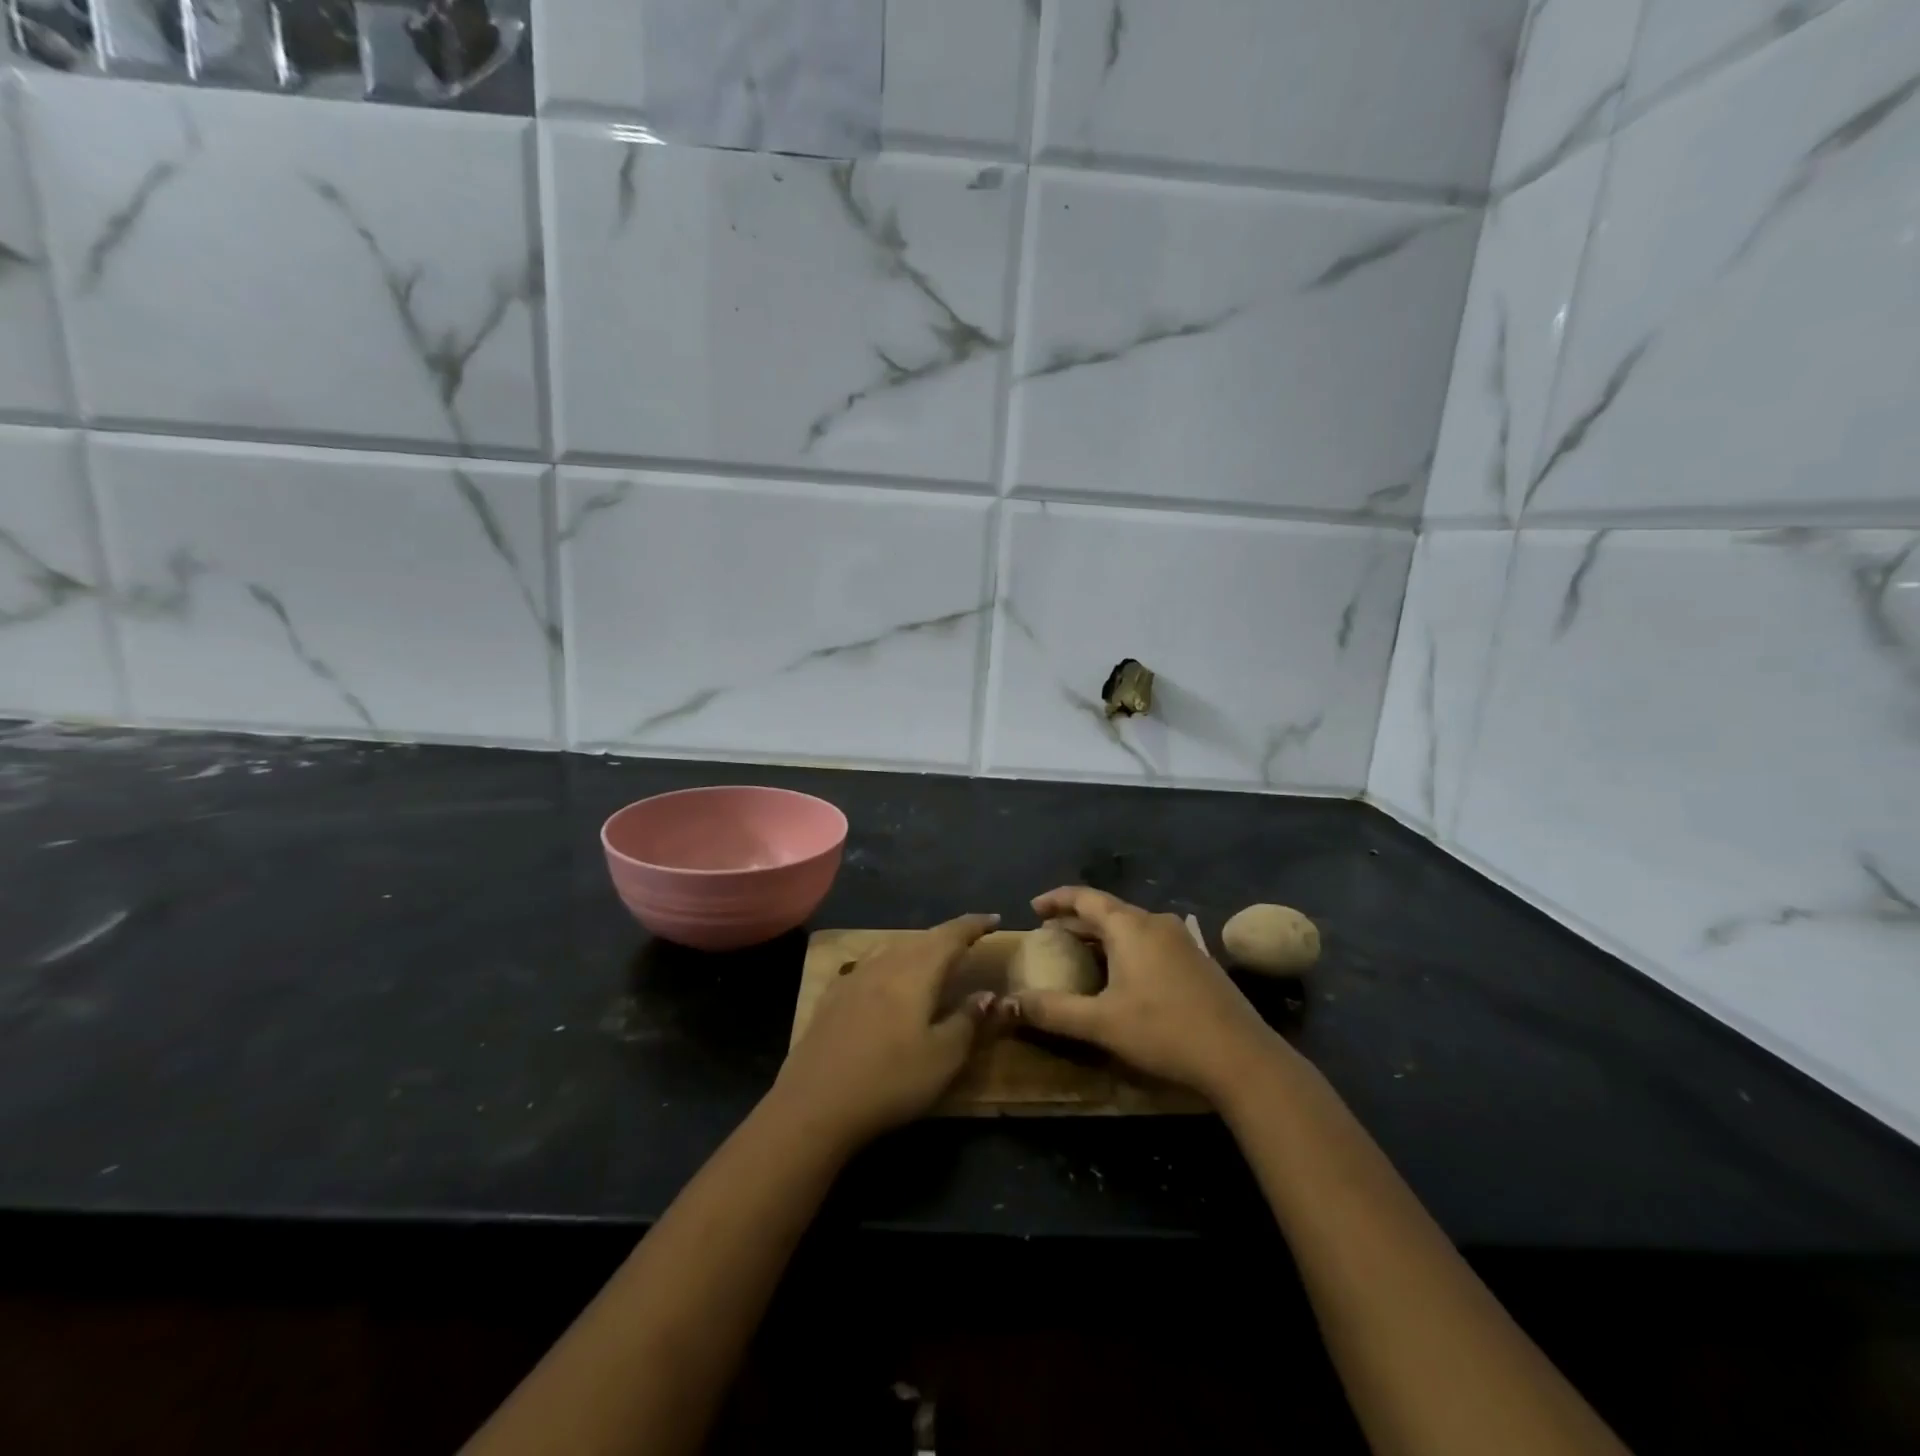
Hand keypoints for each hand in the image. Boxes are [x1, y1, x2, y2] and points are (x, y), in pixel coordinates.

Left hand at [771, 914, 1001, 1149]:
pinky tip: (884, 976)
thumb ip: (968, 1021)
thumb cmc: (890, 1080)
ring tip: (931, 955)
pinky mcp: (832, 997)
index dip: (974, 925)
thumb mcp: (943, 1058)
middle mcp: (885, 964)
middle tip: (969, 939)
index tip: (994, 919)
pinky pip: (869, 964)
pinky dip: (888, 962)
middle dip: (948, 936)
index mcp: (916, 972)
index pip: (950, 936)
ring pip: (892, 948)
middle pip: (921, 939)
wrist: (815, 1103)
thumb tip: (988, 994)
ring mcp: (854, 978)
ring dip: (917, 946)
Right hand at [1010, 887, 1285, 1104]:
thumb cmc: (1165, 1031)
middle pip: (1108, 910)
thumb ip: (1053, 1011)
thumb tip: (1007, 1005)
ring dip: (1101, 935)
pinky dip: (1125, 948)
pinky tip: (1121, 974)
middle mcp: (1156, 923)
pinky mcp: (1197, 960)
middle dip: (1076, 920)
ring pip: (1130, 927)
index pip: (1085, 897)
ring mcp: (1182, 940)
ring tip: (1079, 953)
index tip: (1033, 908)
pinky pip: (1149, 941)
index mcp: (1130, 926)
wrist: (1241, 1057)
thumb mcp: (1101, 1023)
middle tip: (1050, 936)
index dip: (1056, 900)